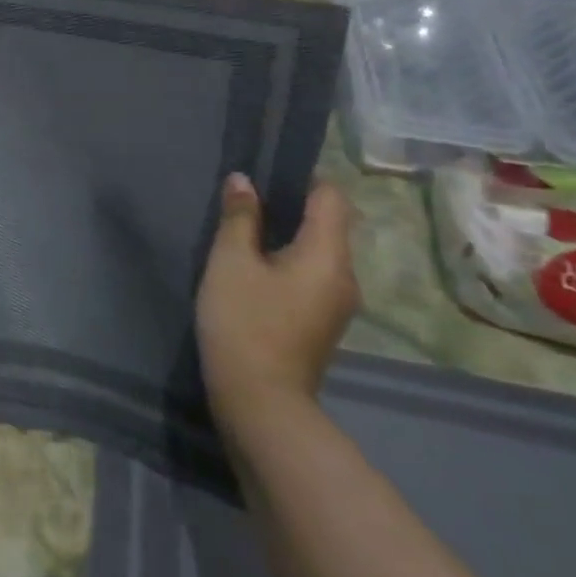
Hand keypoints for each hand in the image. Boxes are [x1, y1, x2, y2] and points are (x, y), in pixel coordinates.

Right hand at [196, 173, 358, 429]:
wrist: (260, 402)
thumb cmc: (244, 322)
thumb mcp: (231, 262)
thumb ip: (239, 217)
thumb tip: (243, 180)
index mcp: (328, 255)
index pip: (332, 197)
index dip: (302, 178)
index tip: (266, 174)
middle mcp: (345, 276)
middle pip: (327, 225)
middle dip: (290, 208)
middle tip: (245, 202)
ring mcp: (337, 304)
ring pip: (317, 253)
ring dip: (286, 238)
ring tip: (244, 234)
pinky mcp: (322, 324)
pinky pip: (311, 277)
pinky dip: (287, 264)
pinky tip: (254, 271)